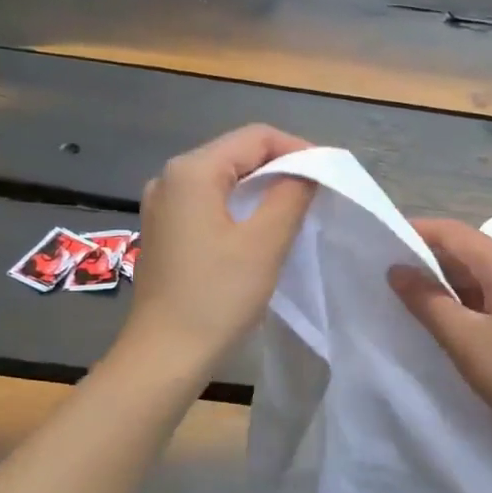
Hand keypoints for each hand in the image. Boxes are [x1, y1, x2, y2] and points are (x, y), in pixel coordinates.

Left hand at [121, 125, 316, 373]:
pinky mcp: (164, 231)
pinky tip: (261, 230)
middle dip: (281, 168)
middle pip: (237, 154)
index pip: (255, 137)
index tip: (329, 175)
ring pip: (224, 180)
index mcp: (192, 170)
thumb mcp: (264, 243)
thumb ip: (290, 196)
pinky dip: (240, 207)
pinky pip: (209, 203)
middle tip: (318, 193)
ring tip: (296, 210)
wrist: (164, 355)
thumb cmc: (217, 297)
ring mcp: (162, 205)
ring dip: (262, 189)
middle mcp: (170, 178)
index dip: (298, 149)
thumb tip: (307, 172)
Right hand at [389, 217, 491, 436]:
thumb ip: (427, 301)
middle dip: (422, 256)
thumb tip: (396, 269)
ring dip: (436, 281)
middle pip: (461, 249)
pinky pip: (479, 296)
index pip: (451, 232)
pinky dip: (453, 300)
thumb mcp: (463, 338)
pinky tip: (431, 317)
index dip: (415, 231)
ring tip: (397, 293)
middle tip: (380, 269)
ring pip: (469, 275)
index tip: (377, 240)